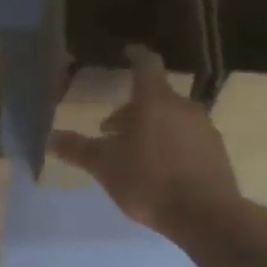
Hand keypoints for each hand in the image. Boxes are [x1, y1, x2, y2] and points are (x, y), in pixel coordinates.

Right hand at [49, 45, 240, 238]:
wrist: (206, 215)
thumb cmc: (149, 181)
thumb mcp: (105, 166)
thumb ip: (78, 149)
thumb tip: (50, 138)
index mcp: (155, 101)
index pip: (146, 65)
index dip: (135, 55)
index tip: (127, 51)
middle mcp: (183, 107)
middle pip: (156, 97)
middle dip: (132, 108)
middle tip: (110, 130)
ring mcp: (204, 128)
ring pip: (171, 118)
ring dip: (150, 127)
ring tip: (132, 153)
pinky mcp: (216, 151)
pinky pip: (187, 138)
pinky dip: (169, 143)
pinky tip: (159, 169)